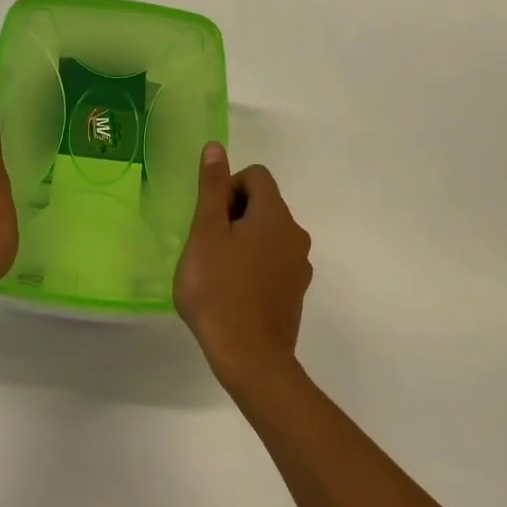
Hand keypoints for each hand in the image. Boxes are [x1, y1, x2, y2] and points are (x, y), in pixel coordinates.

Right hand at [173, 144, 312, 389]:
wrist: (250, 358)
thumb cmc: (219, 290)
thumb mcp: (206, 234)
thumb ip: (212, 189)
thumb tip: (216, 148)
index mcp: (275, 216)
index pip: (256, 176)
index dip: (228, 187)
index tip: (209, 219)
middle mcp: (296, 234)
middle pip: (263, 204)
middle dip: (233, 215)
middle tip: (206, 246)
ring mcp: (299, 266)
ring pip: (267, 235)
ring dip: (242, 241)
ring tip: (217, 271)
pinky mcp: (296, 291)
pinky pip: (273, 262)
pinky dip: (253, 265)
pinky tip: (233, 292)